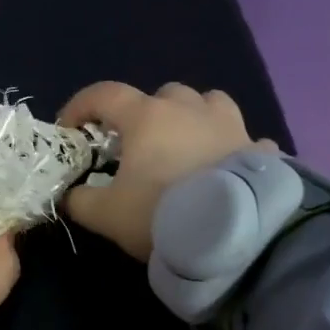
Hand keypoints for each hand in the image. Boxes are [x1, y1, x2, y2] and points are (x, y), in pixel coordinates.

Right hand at [58, 82, 274, 261]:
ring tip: (187, 147)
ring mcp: (230, 125)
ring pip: (209, 104)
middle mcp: (189, 109)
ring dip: (194, 118)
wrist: (234, 234)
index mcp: (147, 117)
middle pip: (162, 94)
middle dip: (145, 114)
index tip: (70, 129)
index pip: (104, 94)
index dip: (81, 106)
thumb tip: (69, 195)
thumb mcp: (106, 215)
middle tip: (137, 146)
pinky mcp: (260, 150)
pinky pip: (246, 139)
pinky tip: (229, 169)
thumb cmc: (160, 213)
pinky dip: (234, 148)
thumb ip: (80, 201)